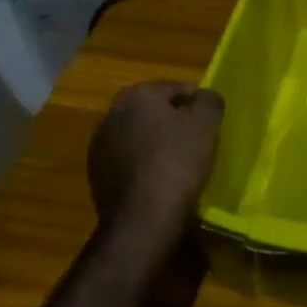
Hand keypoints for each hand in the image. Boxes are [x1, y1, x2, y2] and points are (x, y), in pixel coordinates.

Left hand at [87, 82, 224, 249]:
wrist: (142, 218)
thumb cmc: (177, 161)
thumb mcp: (207, 124)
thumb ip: (209, 100)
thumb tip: (204, 97)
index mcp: (137, 95)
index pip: (175, 88)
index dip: (196, 102)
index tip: (210, 121)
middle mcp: (112, 114)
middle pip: (152, 111)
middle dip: (173, 121)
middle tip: (196, 139)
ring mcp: (99, 146)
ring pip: (138, 136)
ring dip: (155, 143)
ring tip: (179, 162)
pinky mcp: (97, 176)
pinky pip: (128, 161)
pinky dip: (143, 165)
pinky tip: (159, 181)